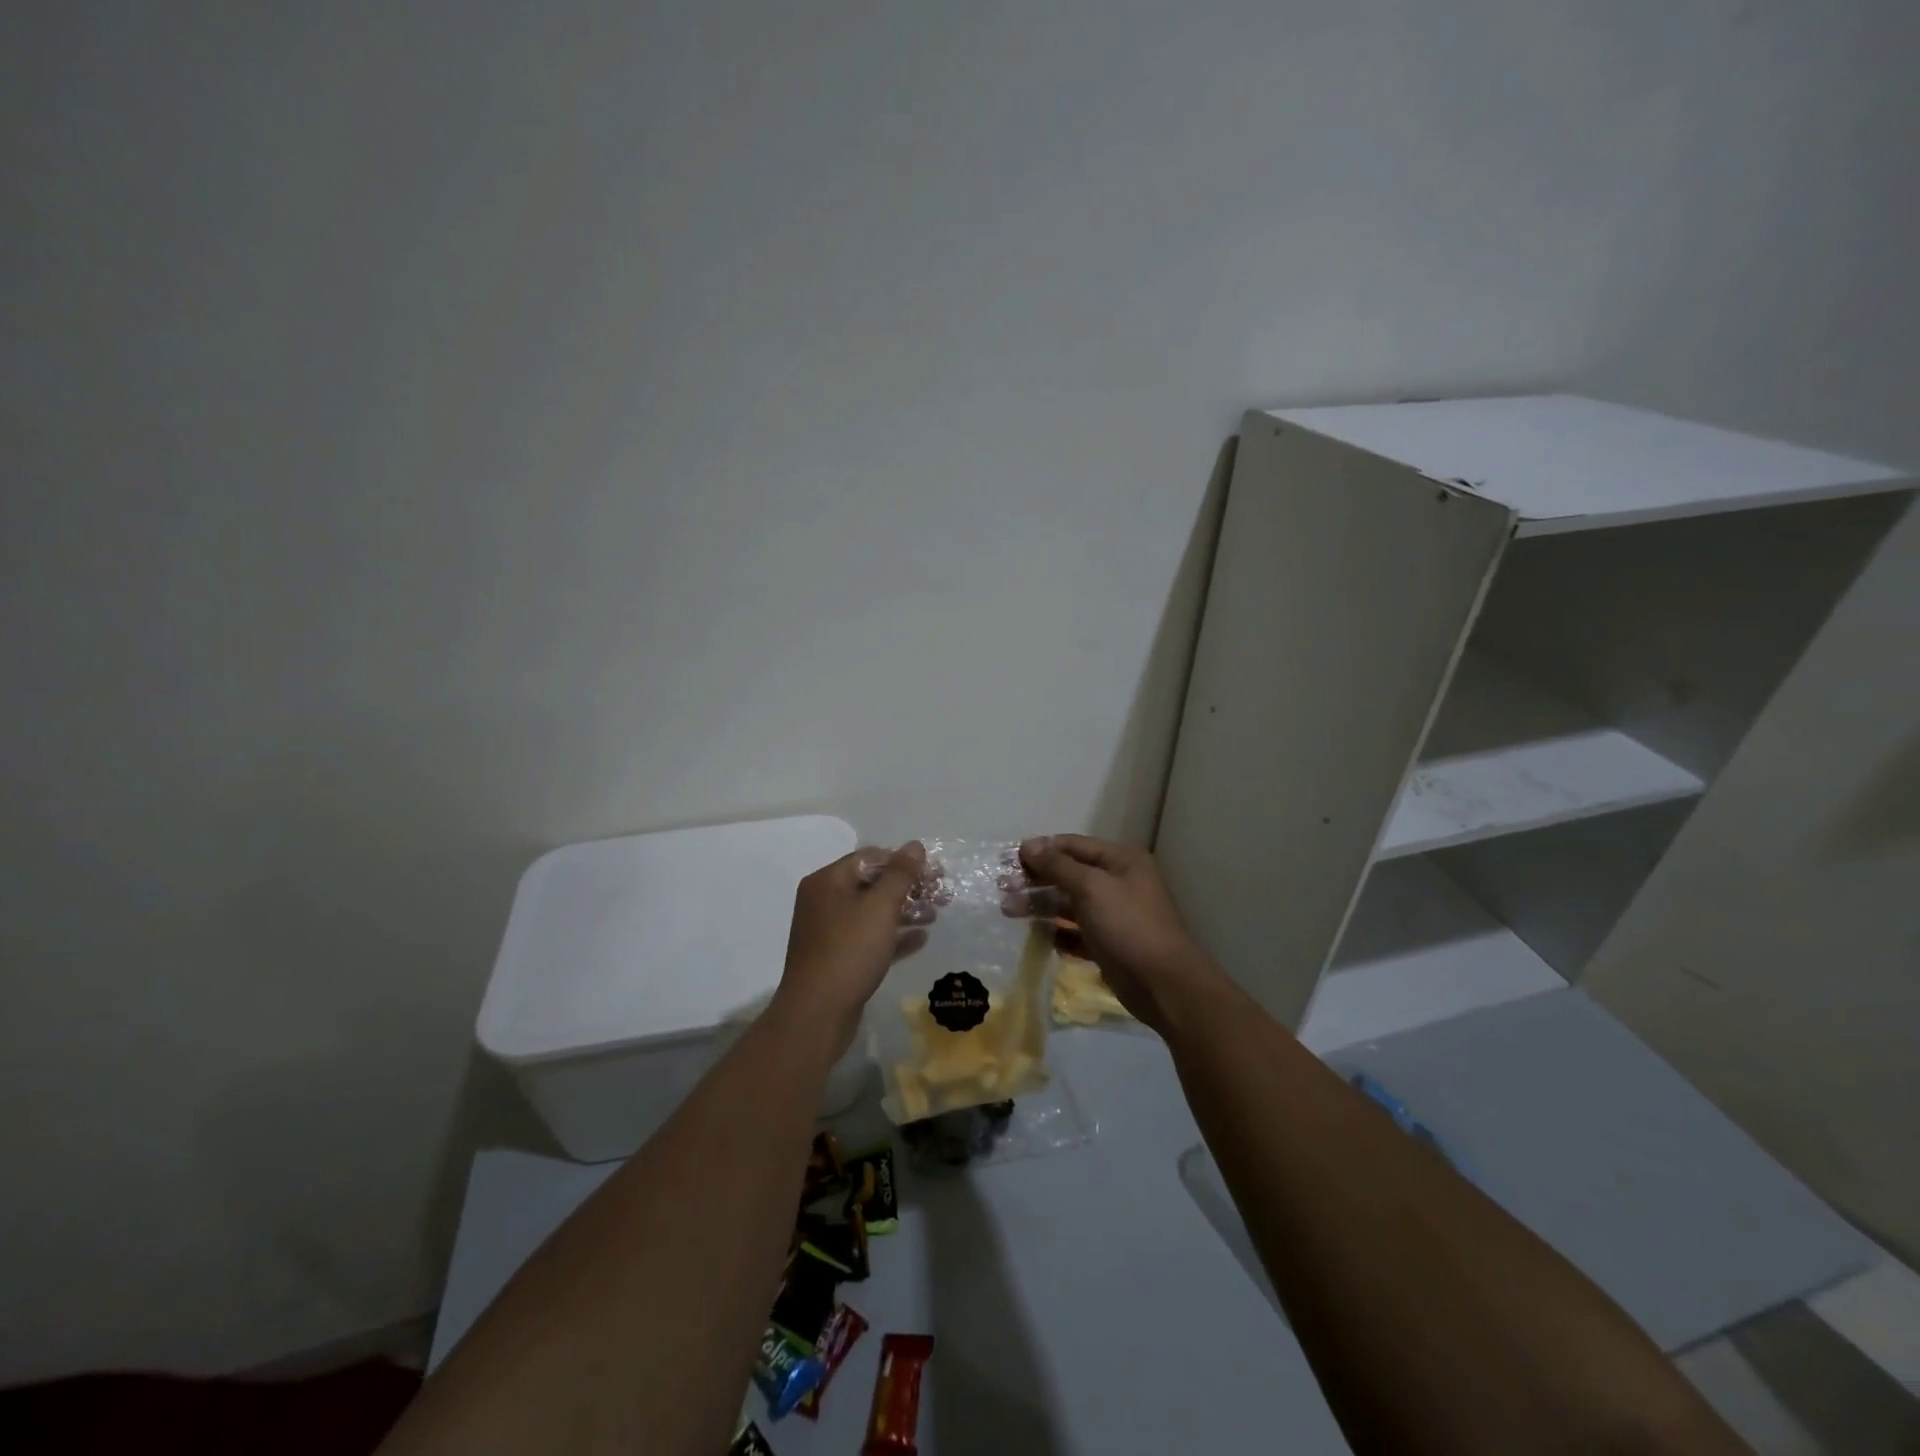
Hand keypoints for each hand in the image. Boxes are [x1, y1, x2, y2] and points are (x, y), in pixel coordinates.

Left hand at [775, 841, 927, 1055]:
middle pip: (872, 884)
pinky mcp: (837, 959)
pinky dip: (894, 936)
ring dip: (904, 911)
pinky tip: (920, 940)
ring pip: (872, 913)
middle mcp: (824, 901)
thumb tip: (915, 846)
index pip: (870, 857)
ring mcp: (829, 932)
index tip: (933, 873)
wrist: (817, 1014)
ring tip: (934, 916)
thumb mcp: (880, 907)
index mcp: (827, 881)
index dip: (903, 862)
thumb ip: (900, 874)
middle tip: (940, 895)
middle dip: (907, 888)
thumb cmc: (849, 951)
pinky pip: (870, 939)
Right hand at [1017, 834, 1217, 1035]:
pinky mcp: (1107, 944)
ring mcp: (1113, 914)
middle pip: (1068, 873)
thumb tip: (1028, 845)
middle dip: (1036, 878)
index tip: (1008, 859)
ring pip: (1069, 904)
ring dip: (1040, 905)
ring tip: (1008, 911)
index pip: (1072, 845)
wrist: (1163, 984)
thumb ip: (1057, 866)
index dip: (1041, 849)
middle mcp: (1117, 882)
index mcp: (1120, 860)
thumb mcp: (1091, 887)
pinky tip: (1036, 936)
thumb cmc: (1127, 925)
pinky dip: (1056, 932)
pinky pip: (1075, 932)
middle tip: (1002, 887)